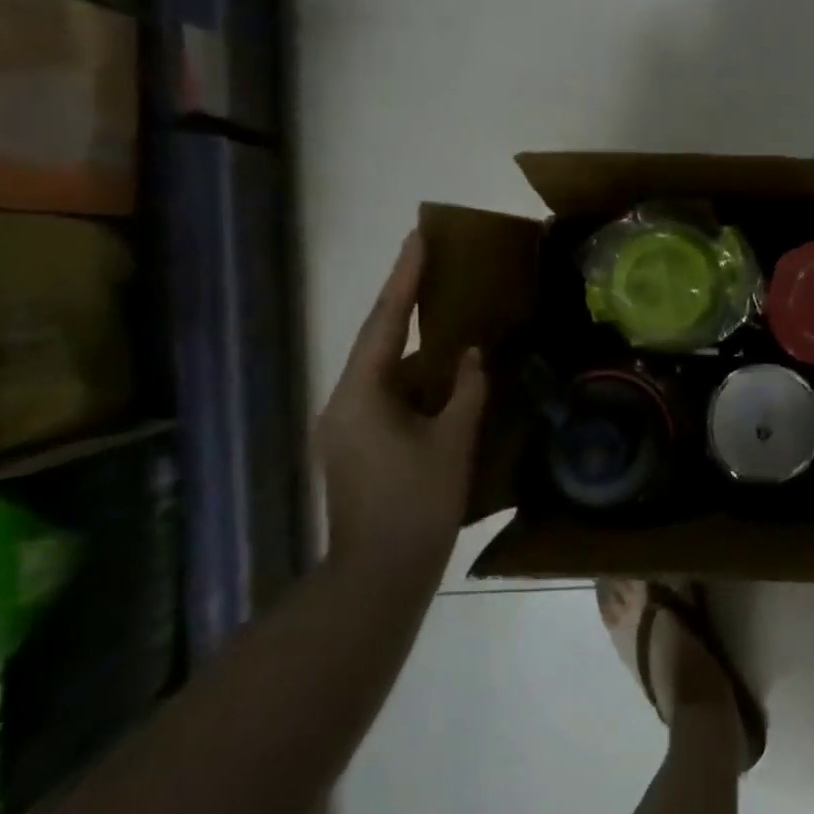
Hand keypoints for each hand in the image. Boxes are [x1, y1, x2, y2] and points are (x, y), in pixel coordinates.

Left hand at [317, 231, 488, 572]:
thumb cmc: (417, 504)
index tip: (418, 238)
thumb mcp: (452, 442)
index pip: (384, 323)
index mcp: (360, 395)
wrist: (378, 575)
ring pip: (383, 371)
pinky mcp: (356, 446)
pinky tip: (441, 375)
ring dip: (413, 345)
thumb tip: (470, 356)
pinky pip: (387, 396)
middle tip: (433, 265)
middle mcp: (343, 403)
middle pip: (377, 342)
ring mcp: (346, 427)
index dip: (403, 278)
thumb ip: (465, 391)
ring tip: (444, 314)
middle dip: (406, 304)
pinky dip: (414, 379)